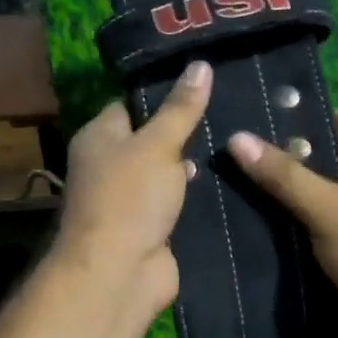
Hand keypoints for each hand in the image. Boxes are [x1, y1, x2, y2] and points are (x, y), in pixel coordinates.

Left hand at [50, 61, 211, 323]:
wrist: (119, 272)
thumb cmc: (130, 197)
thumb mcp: (158, 144)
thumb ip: (181, 108)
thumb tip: (201, 65)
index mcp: (99, 137)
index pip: (131, 104)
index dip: (164, 94)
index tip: (204, 84)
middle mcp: (110, 165)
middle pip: (152, 139)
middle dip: (186, 132)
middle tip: (231, 112)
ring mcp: (130, 199)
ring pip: (167, 174)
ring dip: (193, 167)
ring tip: (237, 144)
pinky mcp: (151, 227)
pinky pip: (177, 203)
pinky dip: (196, 197)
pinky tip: (231, 182)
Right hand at [227, 113, 337, 337]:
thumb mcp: (326, 208)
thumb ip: (282, 174)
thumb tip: (236, 138)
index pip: (327, 120)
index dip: (288, 123)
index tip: (246, 129)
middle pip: (321, 155)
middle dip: (281, 161)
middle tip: (233, 161)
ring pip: (320, 188)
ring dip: (288, 193)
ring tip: (237, 187)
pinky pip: (324, 215)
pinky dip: (300, 218)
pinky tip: (263, 221)